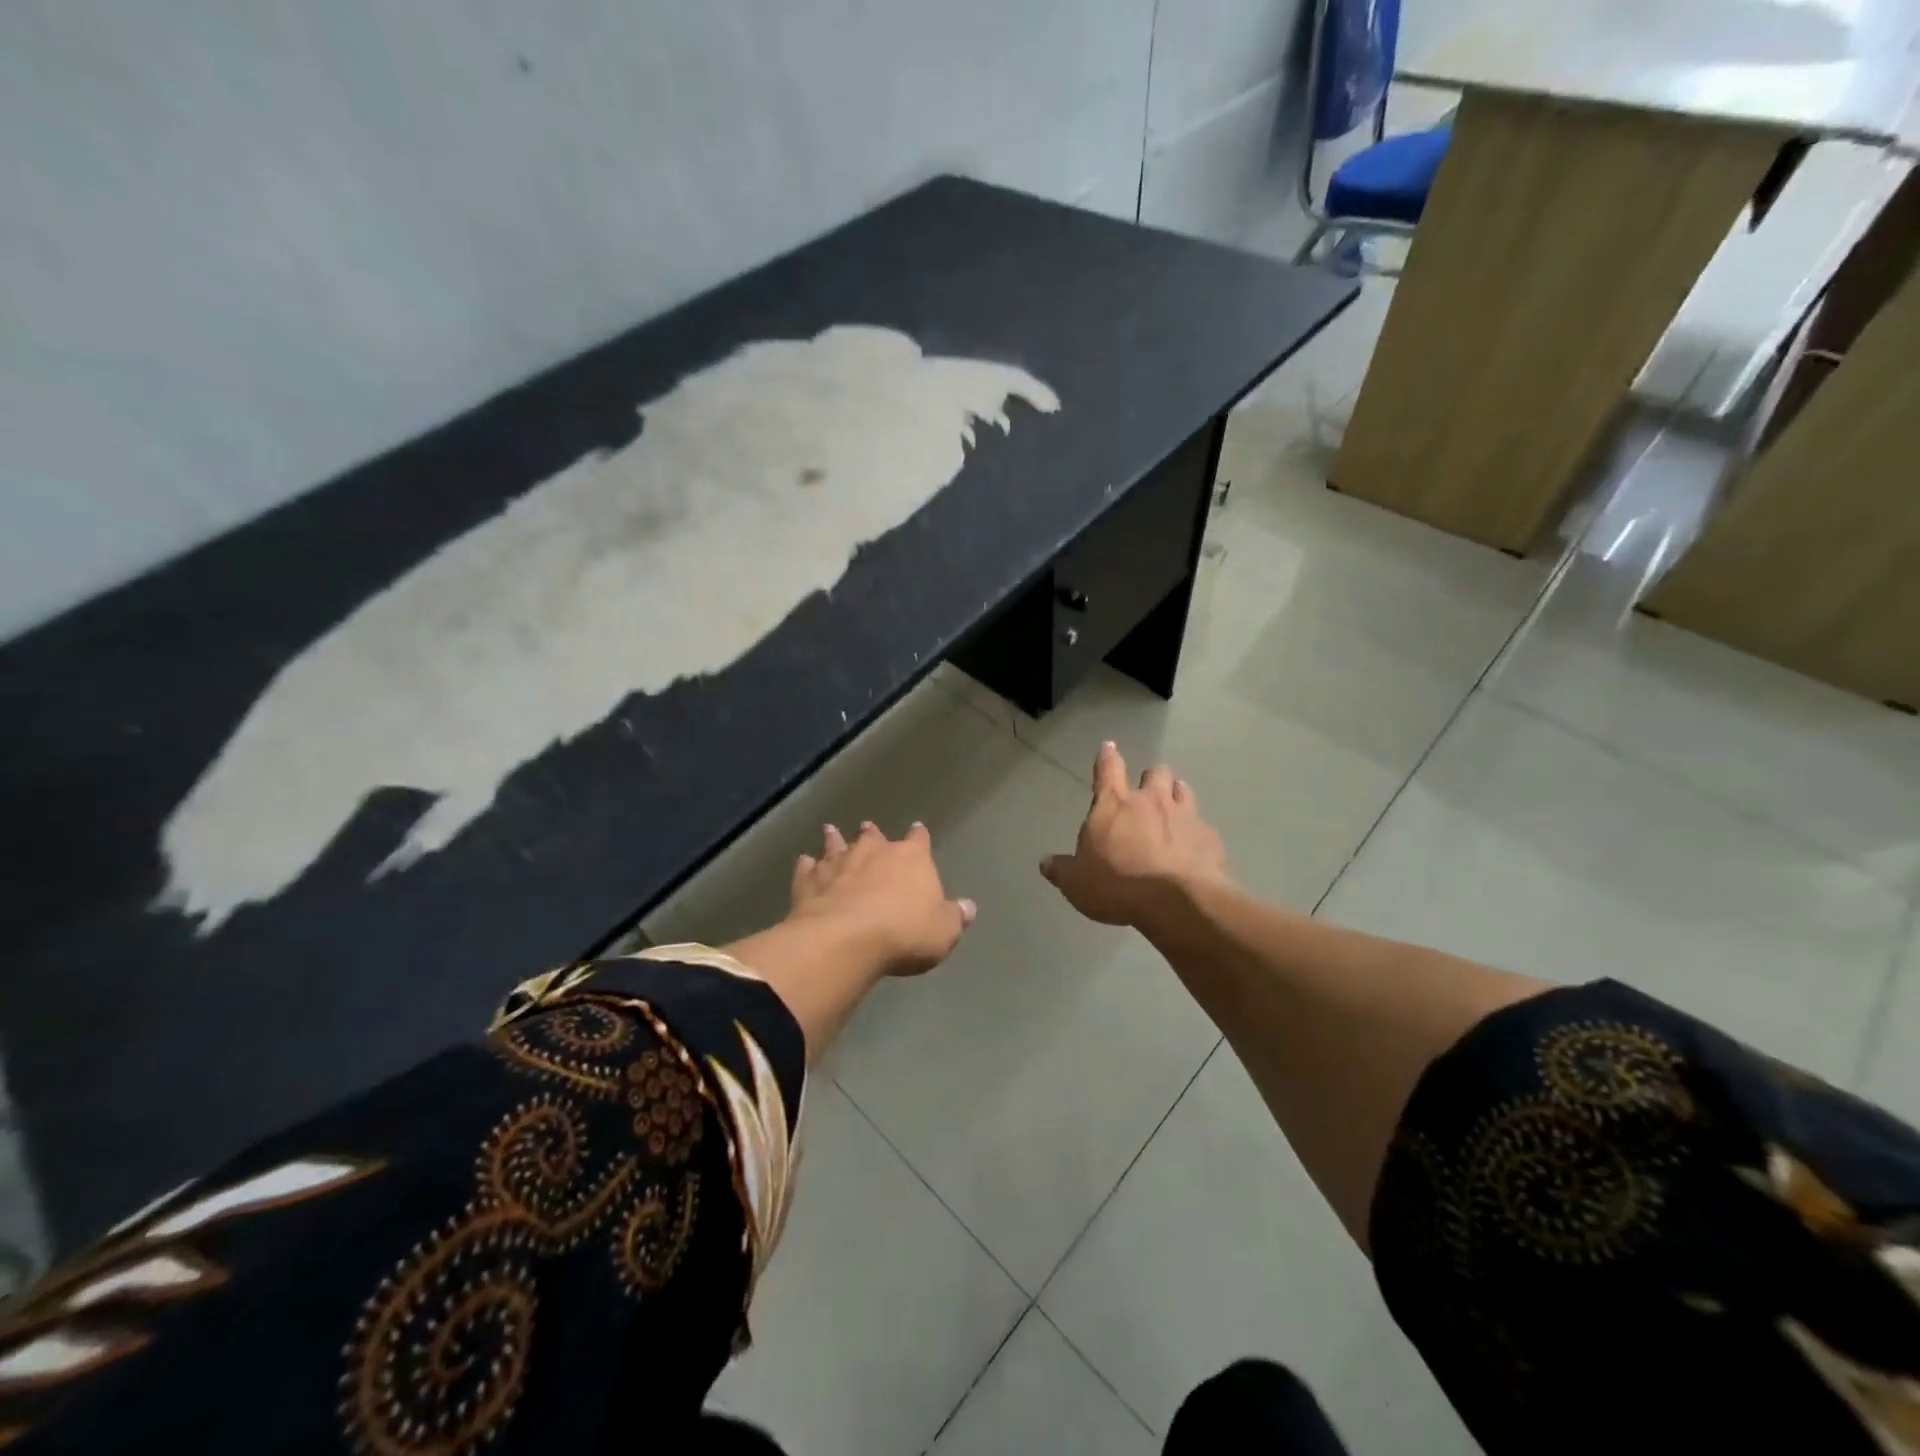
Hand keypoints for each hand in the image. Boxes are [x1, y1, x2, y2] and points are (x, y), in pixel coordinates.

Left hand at [789, 821, 976, 975]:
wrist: (846, 940)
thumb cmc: (904, 933)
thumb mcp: (943, 931)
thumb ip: (954, 916)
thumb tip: (968, 907)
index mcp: (911, 858)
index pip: (919, 840)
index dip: (919, 836)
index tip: (918, 829)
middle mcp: (874, 852)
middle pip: (873, 837)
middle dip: (872, 833)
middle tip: (868, 827)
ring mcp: (838, 864)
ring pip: (836, 845)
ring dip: (834, 839)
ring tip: (830, 830)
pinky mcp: (809, 882)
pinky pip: (807, 868)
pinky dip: (806, 865)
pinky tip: (803, 862)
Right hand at [1040, 742, 1228, 927]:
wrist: (1178, 902)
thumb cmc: (1118, 885)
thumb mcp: (1077, 883)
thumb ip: (1062, 870)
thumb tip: (1046, 862)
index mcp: (1113, 805)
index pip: (1108, 769)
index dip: (1107, 757)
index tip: (1109, 746)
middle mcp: (1150, 801)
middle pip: (1154, 773)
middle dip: (1150, 779)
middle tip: (1146, 793)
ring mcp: (1185, 815)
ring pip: (1182, 789)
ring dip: (1175, 794)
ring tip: (1172, 807)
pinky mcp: (1209, 837)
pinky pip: (1202, 825)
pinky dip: (1196, 832)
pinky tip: (1193, 847)